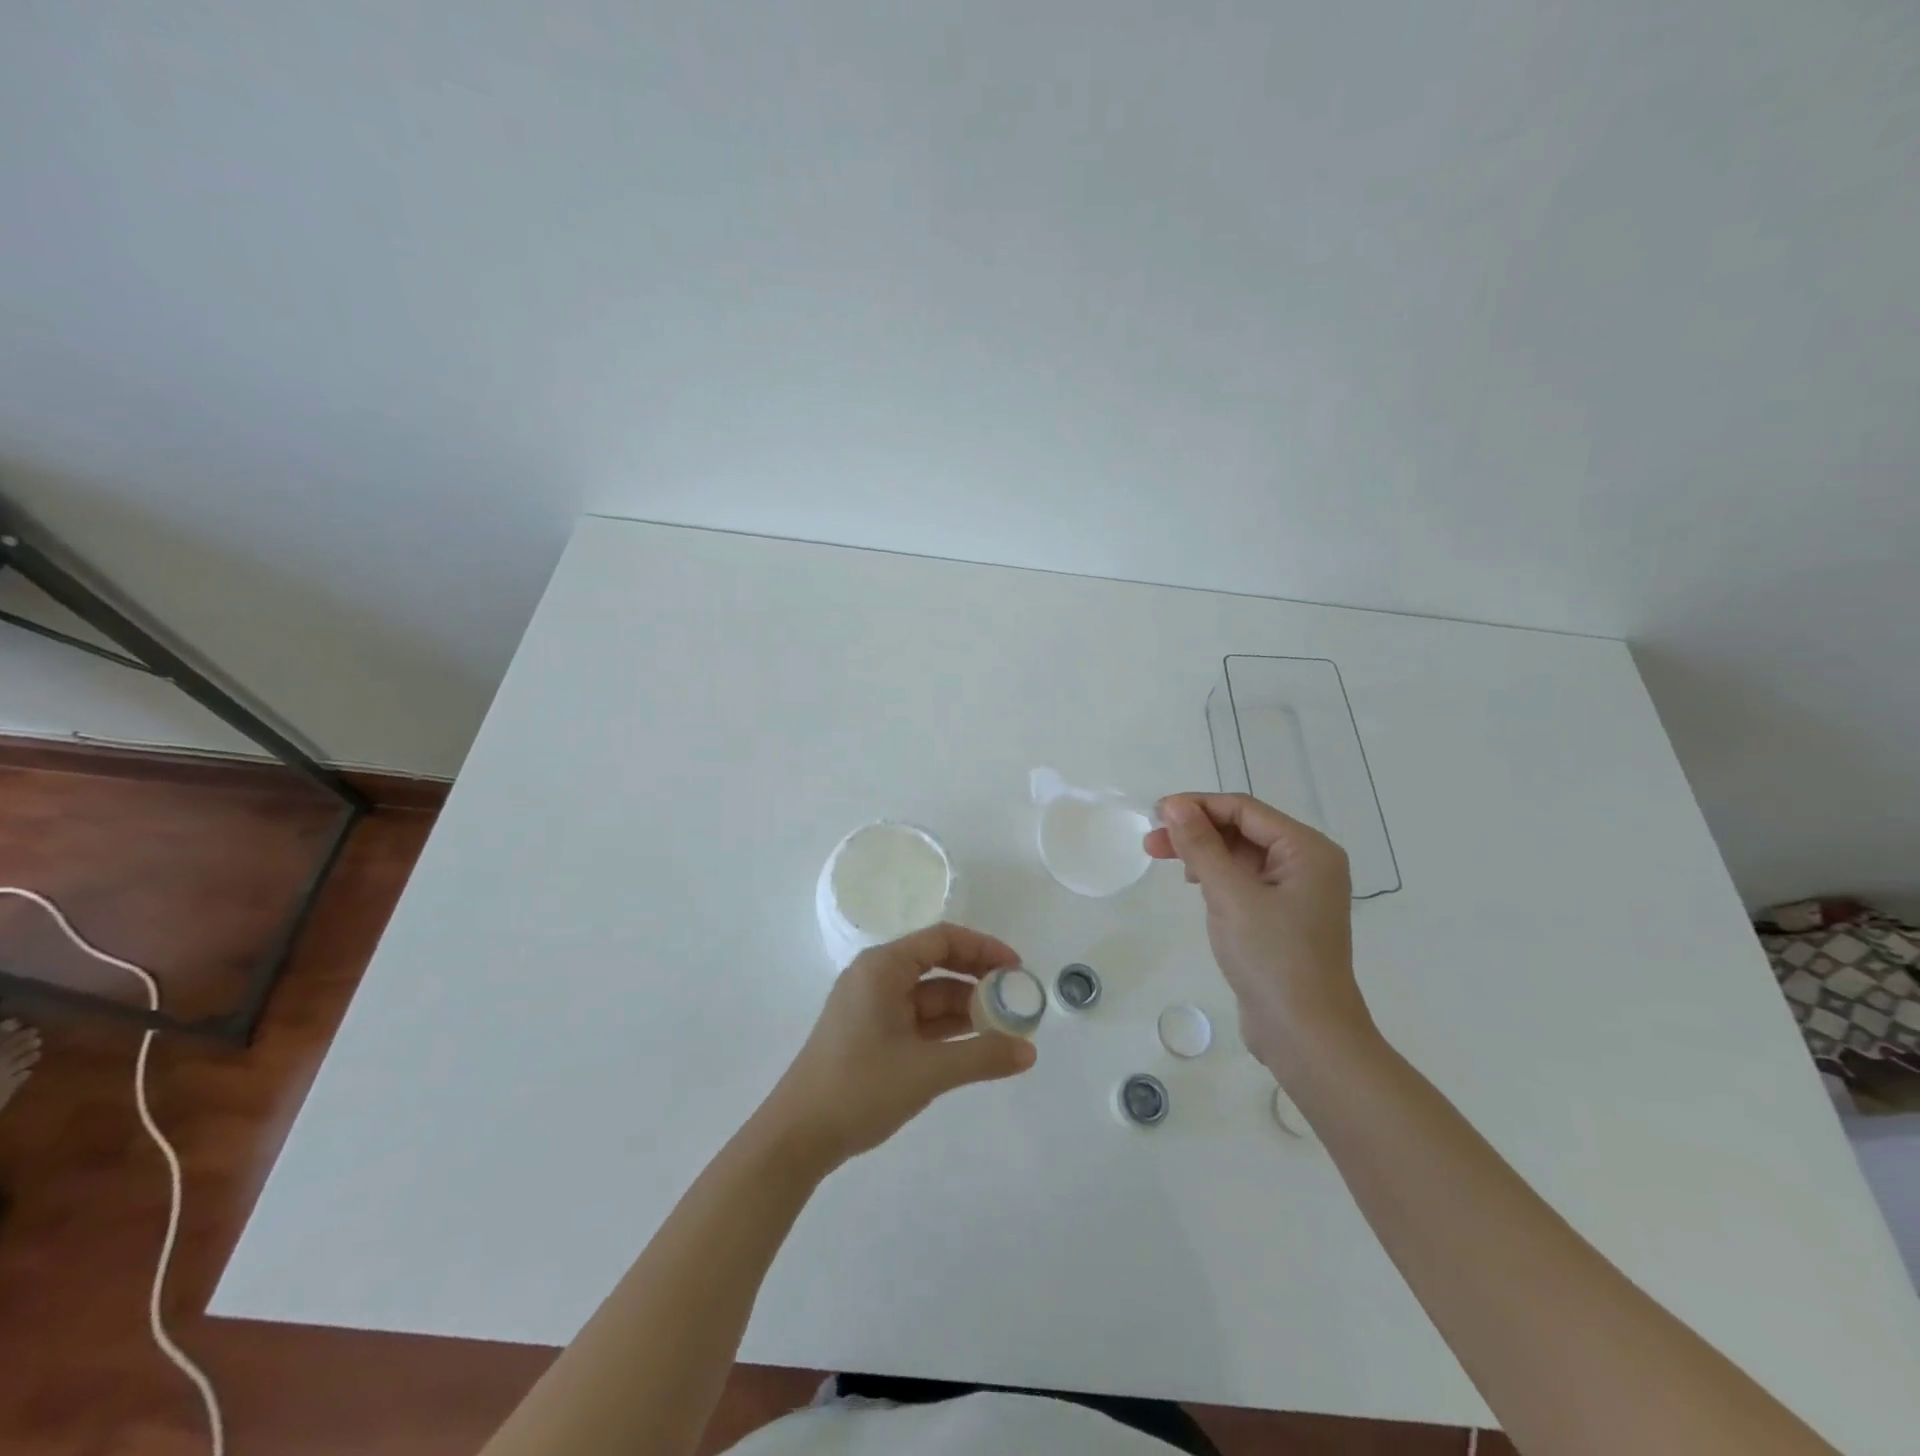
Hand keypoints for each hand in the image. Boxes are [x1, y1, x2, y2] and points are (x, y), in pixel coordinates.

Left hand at [760, 923, 1037, 1171]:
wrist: (797, 1137)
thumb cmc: (859, 1088)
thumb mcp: (927, 1071)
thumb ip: (982, 1057)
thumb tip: (1030, 1052)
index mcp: (883, 967)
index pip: (942, 939)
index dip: (983, 949)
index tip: (1017, 968)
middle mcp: (876, 977)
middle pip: (937, 964)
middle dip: (978, 979)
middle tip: (1016, 998)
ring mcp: (871, 1007)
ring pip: (928, 996)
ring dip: (965, 1008)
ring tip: (1005, 1027)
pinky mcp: (870, 1034)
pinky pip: (917, 1019)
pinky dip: (946, 1029)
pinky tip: (975, 1045)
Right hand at [1144, 793, 1371, 1073]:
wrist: (1306, 1035)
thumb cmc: (1272, 958)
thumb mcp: (1230, 895)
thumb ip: (1201, 845)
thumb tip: (1175, 805)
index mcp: (1308, 850)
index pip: (1244, 809)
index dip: (1198, 806)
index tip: (1155, 814)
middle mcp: (1307, 864)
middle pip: (1243, 829)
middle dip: (1196, 830)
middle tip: (1151, 841)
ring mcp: (1297, 892)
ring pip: (1240, 855)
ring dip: (1202, 852)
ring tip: (1163, 858)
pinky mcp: (1282, 917)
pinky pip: (1244, 880)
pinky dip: (1216, 876)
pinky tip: (1195, 884)